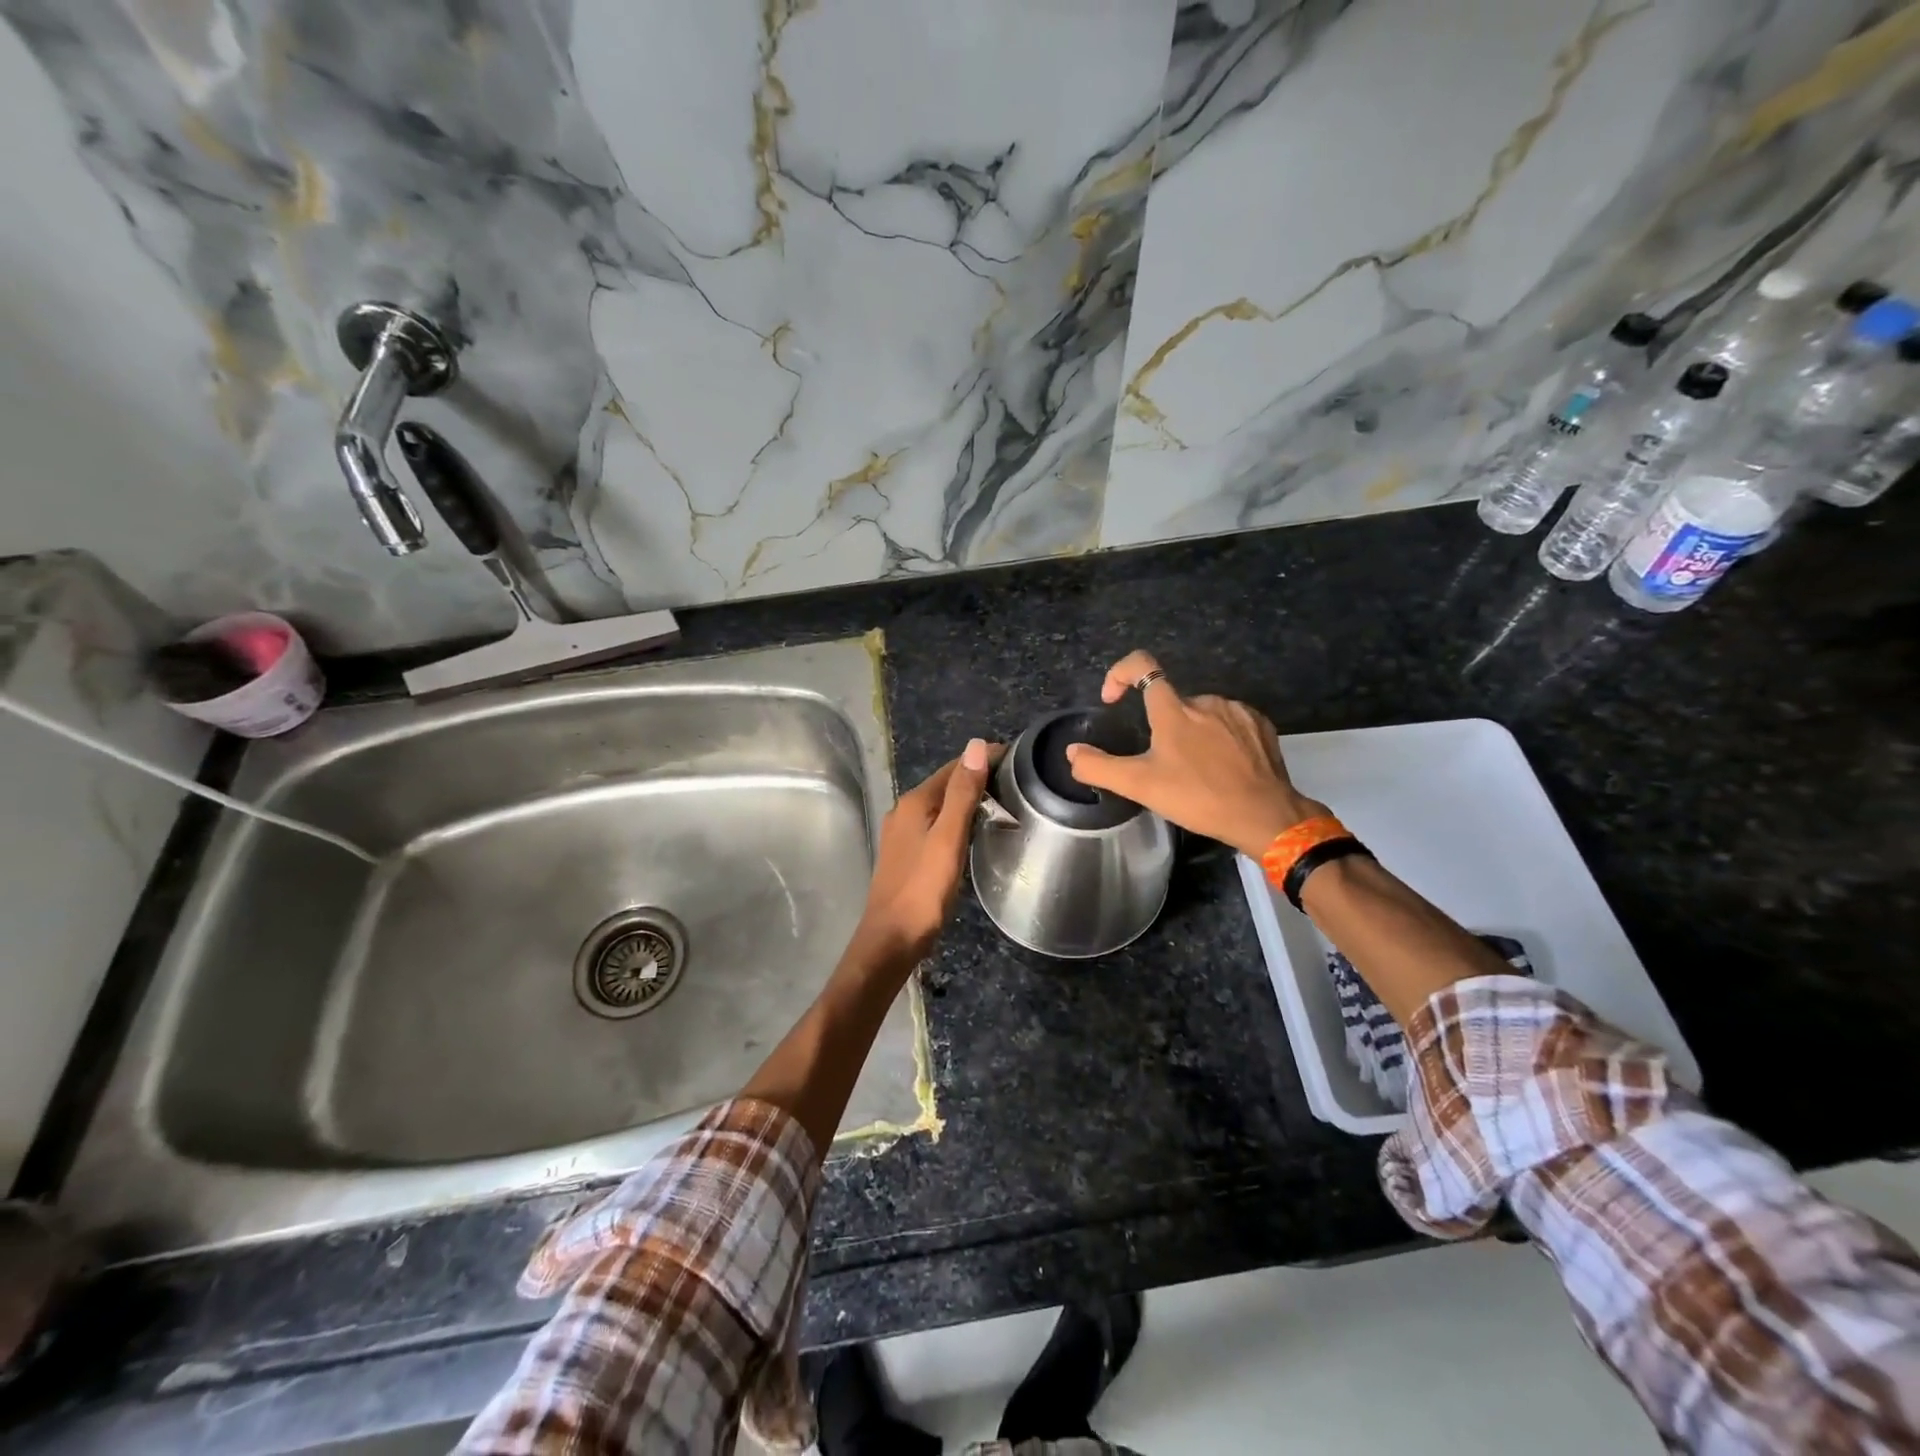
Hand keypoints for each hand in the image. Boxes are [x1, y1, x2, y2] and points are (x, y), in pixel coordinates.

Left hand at [851, 738, 995, 968]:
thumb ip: (962, 793)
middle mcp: (904, 811)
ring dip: (966, 801)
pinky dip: (955, 821)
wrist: (891, 939)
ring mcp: (901, 834)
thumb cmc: (923, 889)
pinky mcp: (905, 854)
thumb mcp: (949, 838)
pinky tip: (972, 833)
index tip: (1017, 760)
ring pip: (939, 806)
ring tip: (1002, 804)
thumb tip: (976, 745)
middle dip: (976, 778)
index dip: (983, 760)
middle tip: (1016, 783)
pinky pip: (935, 826)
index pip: (953, 768)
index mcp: (914, 802)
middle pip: (945, 785)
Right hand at [1065, 650, 1324, 856]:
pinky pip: (1229, 721)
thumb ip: (1099, 767)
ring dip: (1192, 732)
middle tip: (1163, 765)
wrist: (1264, 815)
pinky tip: (1222, 766)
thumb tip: (1073, 752)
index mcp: (1173, 710)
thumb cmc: (1198, 797)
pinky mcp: (1260, 724)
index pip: (1142, 665)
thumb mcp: (1140, 787)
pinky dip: (1219, 737)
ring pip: (1201, 713)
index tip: (1112, 700)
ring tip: (1195, 770)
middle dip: (1161, 726)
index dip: (1119, 674)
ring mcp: (1236, 710)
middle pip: (1171, 701)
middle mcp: (1205, 700)